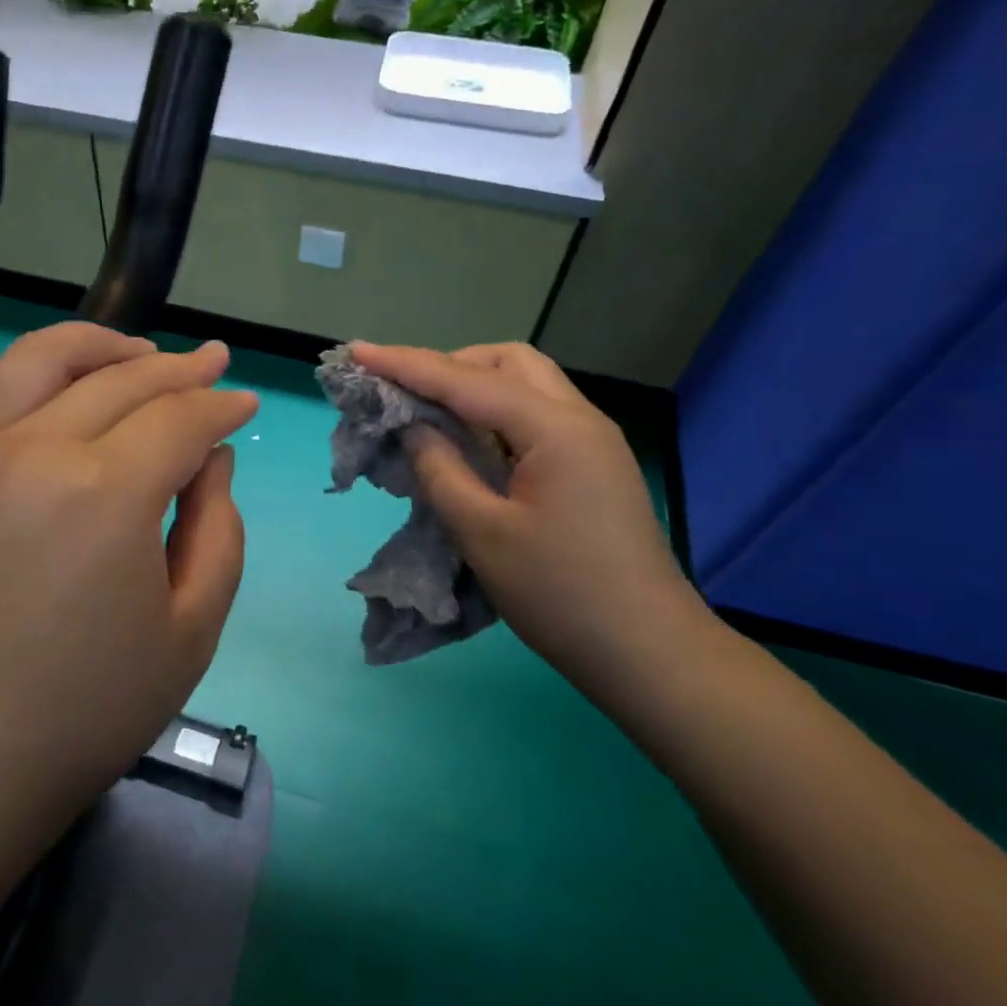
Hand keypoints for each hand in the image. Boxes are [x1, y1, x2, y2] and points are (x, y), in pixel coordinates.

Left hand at [0, 324, 258, 840]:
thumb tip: (210, 459)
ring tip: (140, 351)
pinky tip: (67, 391)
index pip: (179, 417)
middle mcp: (35, 449)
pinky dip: (41, 373)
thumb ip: (217, 529)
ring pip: (45, 358)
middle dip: (180, 368)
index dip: (220, 406)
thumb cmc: (83, 711)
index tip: (246, 403)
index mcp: (105, 492)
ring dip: (103, 345)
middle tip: (214, 364)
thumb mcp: (191, 631)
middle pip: (123, 379)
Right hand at [349, 341, 712, 701]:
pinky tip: (471, 445)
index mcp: (554, 428)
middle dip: (450, 365)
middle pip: (507, 363)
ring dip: (475, 387)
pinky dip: (496, 415)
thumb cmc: (561, 594)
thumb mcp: (482, 533)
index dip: (405, 364)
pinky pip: (536, 416)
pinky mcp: (593, 465)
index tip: (357, 352)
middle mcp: (579, 418)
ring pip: (526, 386)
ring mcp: (592, 441)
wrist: (649, 653)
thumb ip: (440, 469)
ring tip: (432, 416)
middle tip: (406, 394)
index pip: (466, 380)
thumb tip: (414, 428)